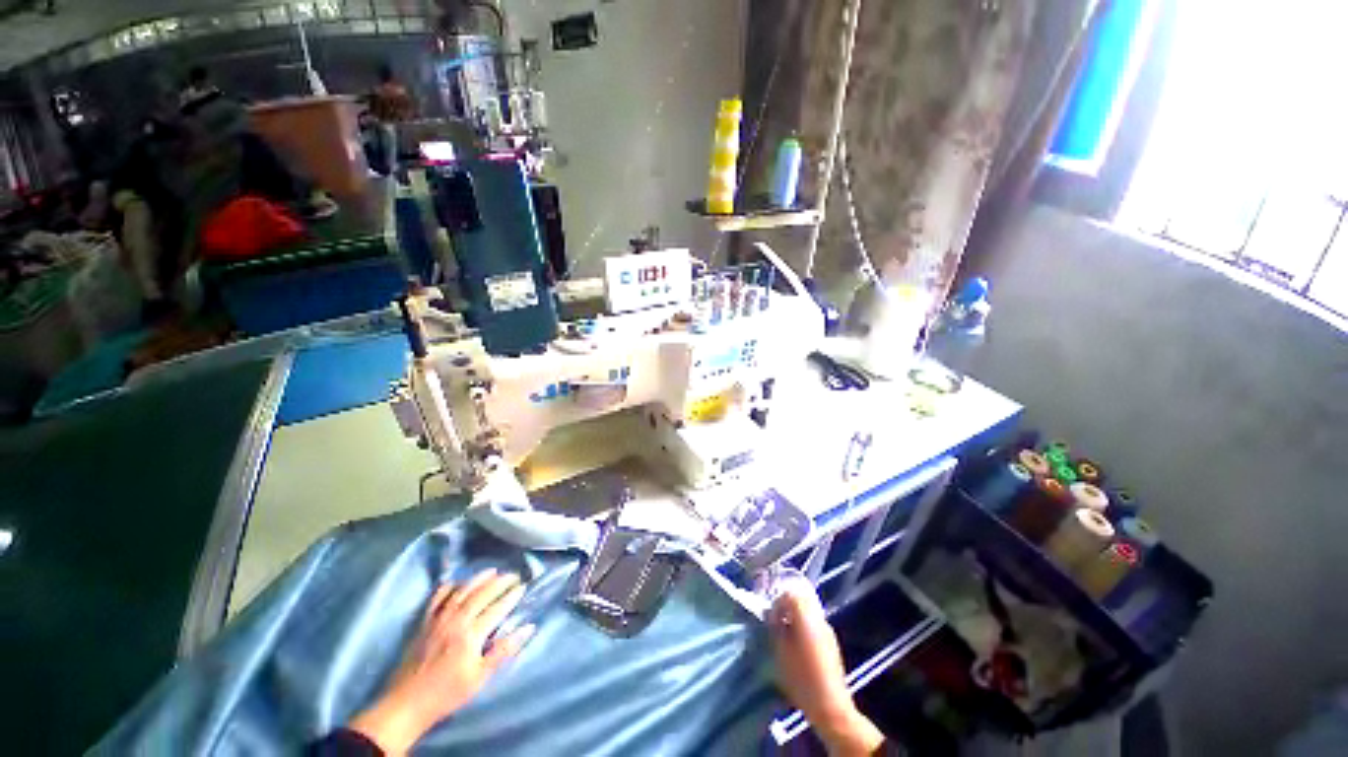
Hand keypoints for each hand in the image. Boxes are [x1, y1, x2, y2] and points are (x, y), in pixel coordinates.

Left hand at [349, 569, 533, 753]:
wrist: (406, 704)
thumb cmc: (447, 693)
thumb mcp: (480, 677)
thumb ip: (503, 651)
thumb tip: (528, 627)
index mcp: (471, 634)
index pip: (497, 608)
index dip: (512, 596)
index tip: (523, 587)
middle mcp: (456, 620)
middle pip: (481, 594)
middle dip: (500, 582)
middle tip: (513, 575)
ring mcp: (438, 619)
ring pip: (462, 590)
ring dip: (479, 578)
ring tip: (493, 571)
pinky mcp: (425, 622)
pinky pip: (438, 597)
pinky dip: (449, 586)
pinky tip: (457, 581)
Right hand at [769, 588, 884, 755]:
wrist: (830, 705)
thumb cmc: (801, 677)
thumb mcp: (781, 650)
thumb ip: (776, 627)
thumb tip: (773, 616)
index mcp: (805, 616)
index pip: (789, 594)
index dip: (777, 603)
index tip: (770, 618)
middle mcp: (819, 618)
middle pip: (801, 600)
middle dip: (787, 608)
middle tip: (777, 623)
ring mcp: (828, 630)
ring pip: (808, 613)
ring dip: (796, 618)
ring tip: (786, 636)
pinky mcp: (832, 643)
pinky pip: (815, 625)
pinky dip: (805, 628)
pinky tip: (799, 647)